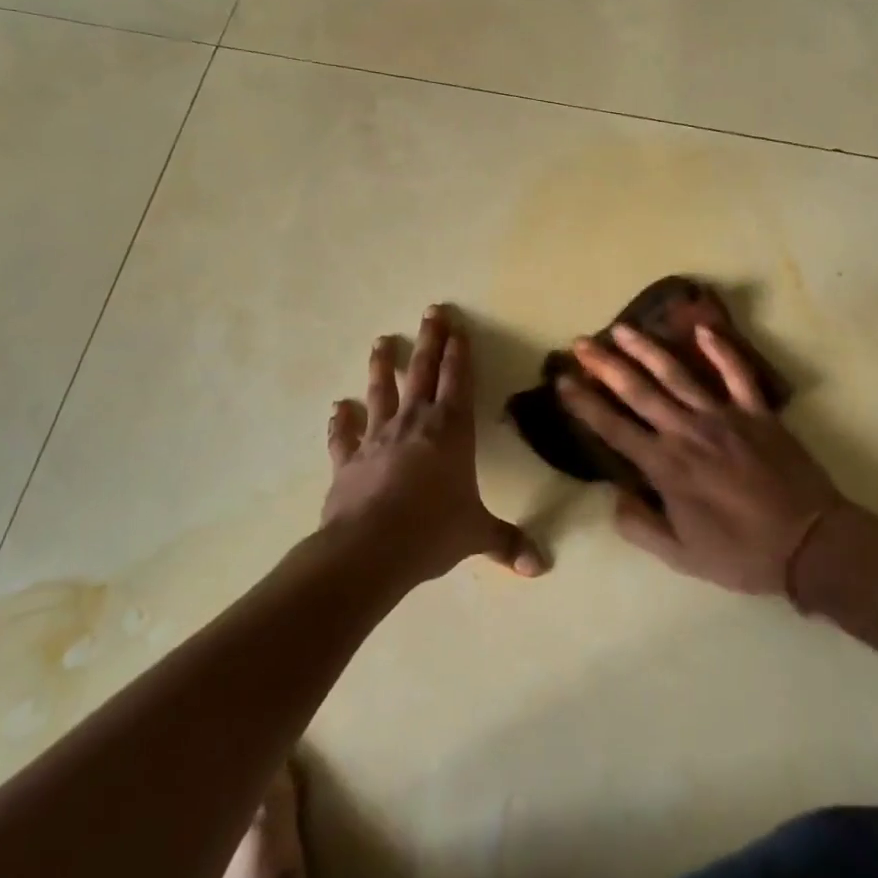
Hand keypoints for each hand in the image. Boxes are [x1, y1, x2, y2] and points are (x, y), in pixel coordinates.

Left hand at [323, 304, 546, 585]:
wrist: (369, 549)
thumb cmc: (432, 531)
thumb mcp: (475, 535)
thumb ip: (507, 543)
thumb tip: (541, 566)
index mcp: (450, 431)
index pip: (458, 381)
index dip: (459, 353)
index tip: (457, 326)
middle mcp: (415, 424)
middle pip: (422, 372)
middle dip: (429, 341)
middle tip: (430, 312)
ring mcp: (377, 438)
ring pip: (381, 393)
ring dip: (382, 367)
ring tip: (381, 342)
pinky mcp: (348, 460)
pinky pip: (344, 435)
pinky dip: (340, 421)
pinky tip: (337, 408)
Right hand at [558, 323, 847, 598]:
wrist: (809, 544)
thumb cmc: (741, 553)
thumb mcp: (681, 557)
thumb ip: (640, 526)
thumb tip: (614, 495)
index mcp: (666, 467)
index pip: (614, 428)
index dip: (584, 403)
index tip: (562, 380)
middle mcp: (688, 432)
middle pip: (639, 391)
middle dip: (606, 365)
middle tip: (582, 342)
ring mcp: (724, 417)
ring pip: (678, 374)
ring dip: (647, 349)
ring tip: (622, 328)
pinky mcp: (757, 412)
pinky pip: (737, 373)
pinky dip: (721, 349)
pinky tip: (703, 328)